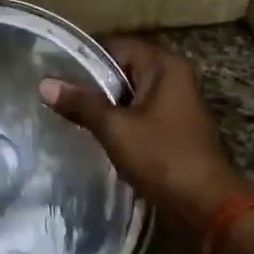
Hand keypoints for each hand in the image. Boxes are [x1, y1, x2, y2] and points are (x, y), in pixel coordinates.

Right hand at [40, 36, 244, 231]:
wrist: (207, 207)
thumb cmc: (163, 158)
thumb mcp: (116, 129)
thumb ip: (82, 103)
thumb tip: (45, 83)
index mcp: (165, 66)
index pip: (117, 46)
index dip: (85, 57)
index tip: (55, 70)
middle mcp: (174, 77)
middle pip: (123, 68)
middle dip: (92, 82)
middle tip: (57, 93)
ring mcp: (177, 103)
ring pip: (130, 93)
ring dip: (105, 104)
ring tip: (69, 112)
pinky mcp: (175, 127)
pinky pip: (140, 113)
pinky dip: (120, 120)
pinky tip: (95, 132)